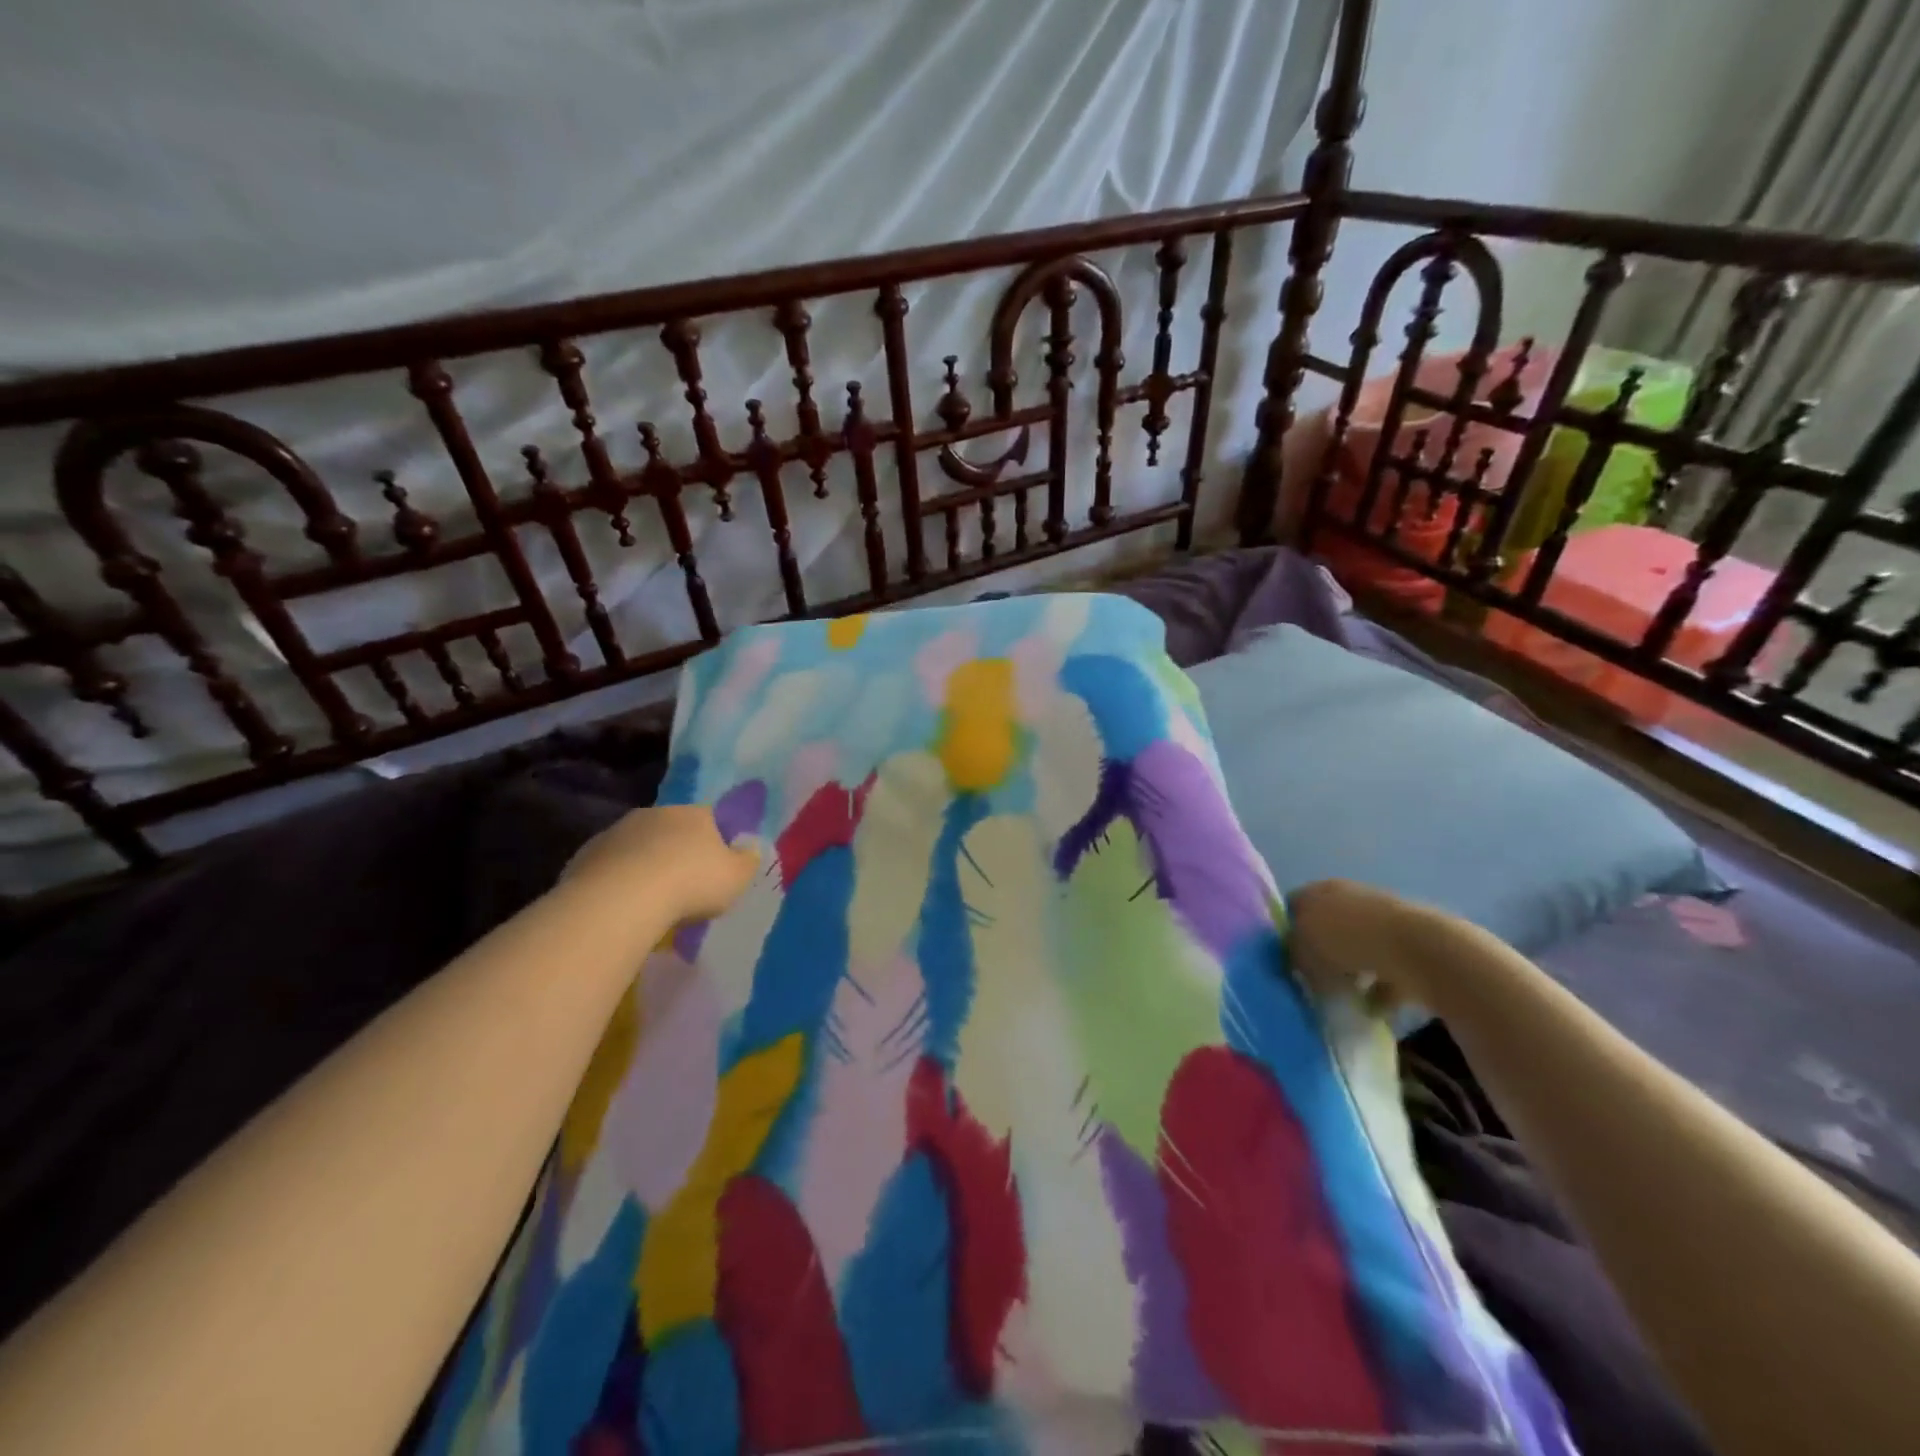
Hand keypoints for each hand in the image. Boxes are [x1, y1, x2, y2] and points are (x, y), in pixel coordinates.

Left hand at [565, 806, 760, 921]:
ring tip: (651, 901)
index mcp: (694, 813)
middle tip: (684, 885)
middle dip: (678, 851)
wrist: (622, 899)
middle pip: (672, 830)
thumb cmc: (691, 883)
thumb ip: (748, 861)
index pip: (711, 817)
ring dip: (645, 865)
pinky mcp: (587, 855)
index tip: (716, 866)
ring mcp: (617, 832)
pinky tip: (623, 906)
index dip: (715, 840)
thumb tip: (751, 848)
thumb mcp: (736, 877)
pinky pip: (611, 867)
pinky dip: (618, 881)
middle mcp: (655, 814)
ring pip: (638, 846)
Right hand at [1287, 878, 1447, 1009]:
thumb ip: (1292, 953)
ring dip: (1350, 974)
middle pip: (1326, 927)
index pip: (1292, 906)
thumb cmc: (1349, 941)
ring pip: (1357, 949)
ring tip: (1342, 1000)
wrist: (1419, 950)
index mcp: (1321, 890)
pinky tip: (1372, 1010)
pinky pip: (1386, 972)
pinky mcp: (1410, 947)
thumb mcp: (1303, 948)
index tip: (1284, 959)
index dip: (1286, 932)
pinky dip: (1379, 990)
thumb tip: (1294, 962)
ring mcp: (1383, 921)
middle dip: (1319, 954)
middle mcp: (1350, 898)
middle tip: (1311, 981)